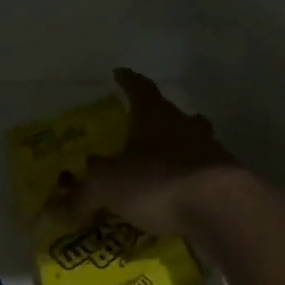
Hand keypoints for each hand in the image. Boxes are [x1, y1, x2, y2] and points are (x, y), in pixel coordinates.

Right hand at [46, 68, 246, 236]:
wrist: (223, 207)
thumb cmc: (159, 181)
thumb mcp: (108, 187)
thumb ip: (82, 195)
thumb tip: (56, 210)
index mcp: (154, 115)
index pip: (139, 88)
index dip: (127, 81)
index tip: (119, 74)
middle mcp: (184, 125)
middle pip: (171, 113)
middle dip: (156, 117)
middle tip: (141, 125)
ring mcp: (211, 150)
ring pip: (192, 140)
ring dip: (178, 146)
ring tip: (163, 161)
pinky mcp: (229, 178)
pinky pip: (204, 172)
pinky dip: (191, 178)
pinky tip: (181, 194)